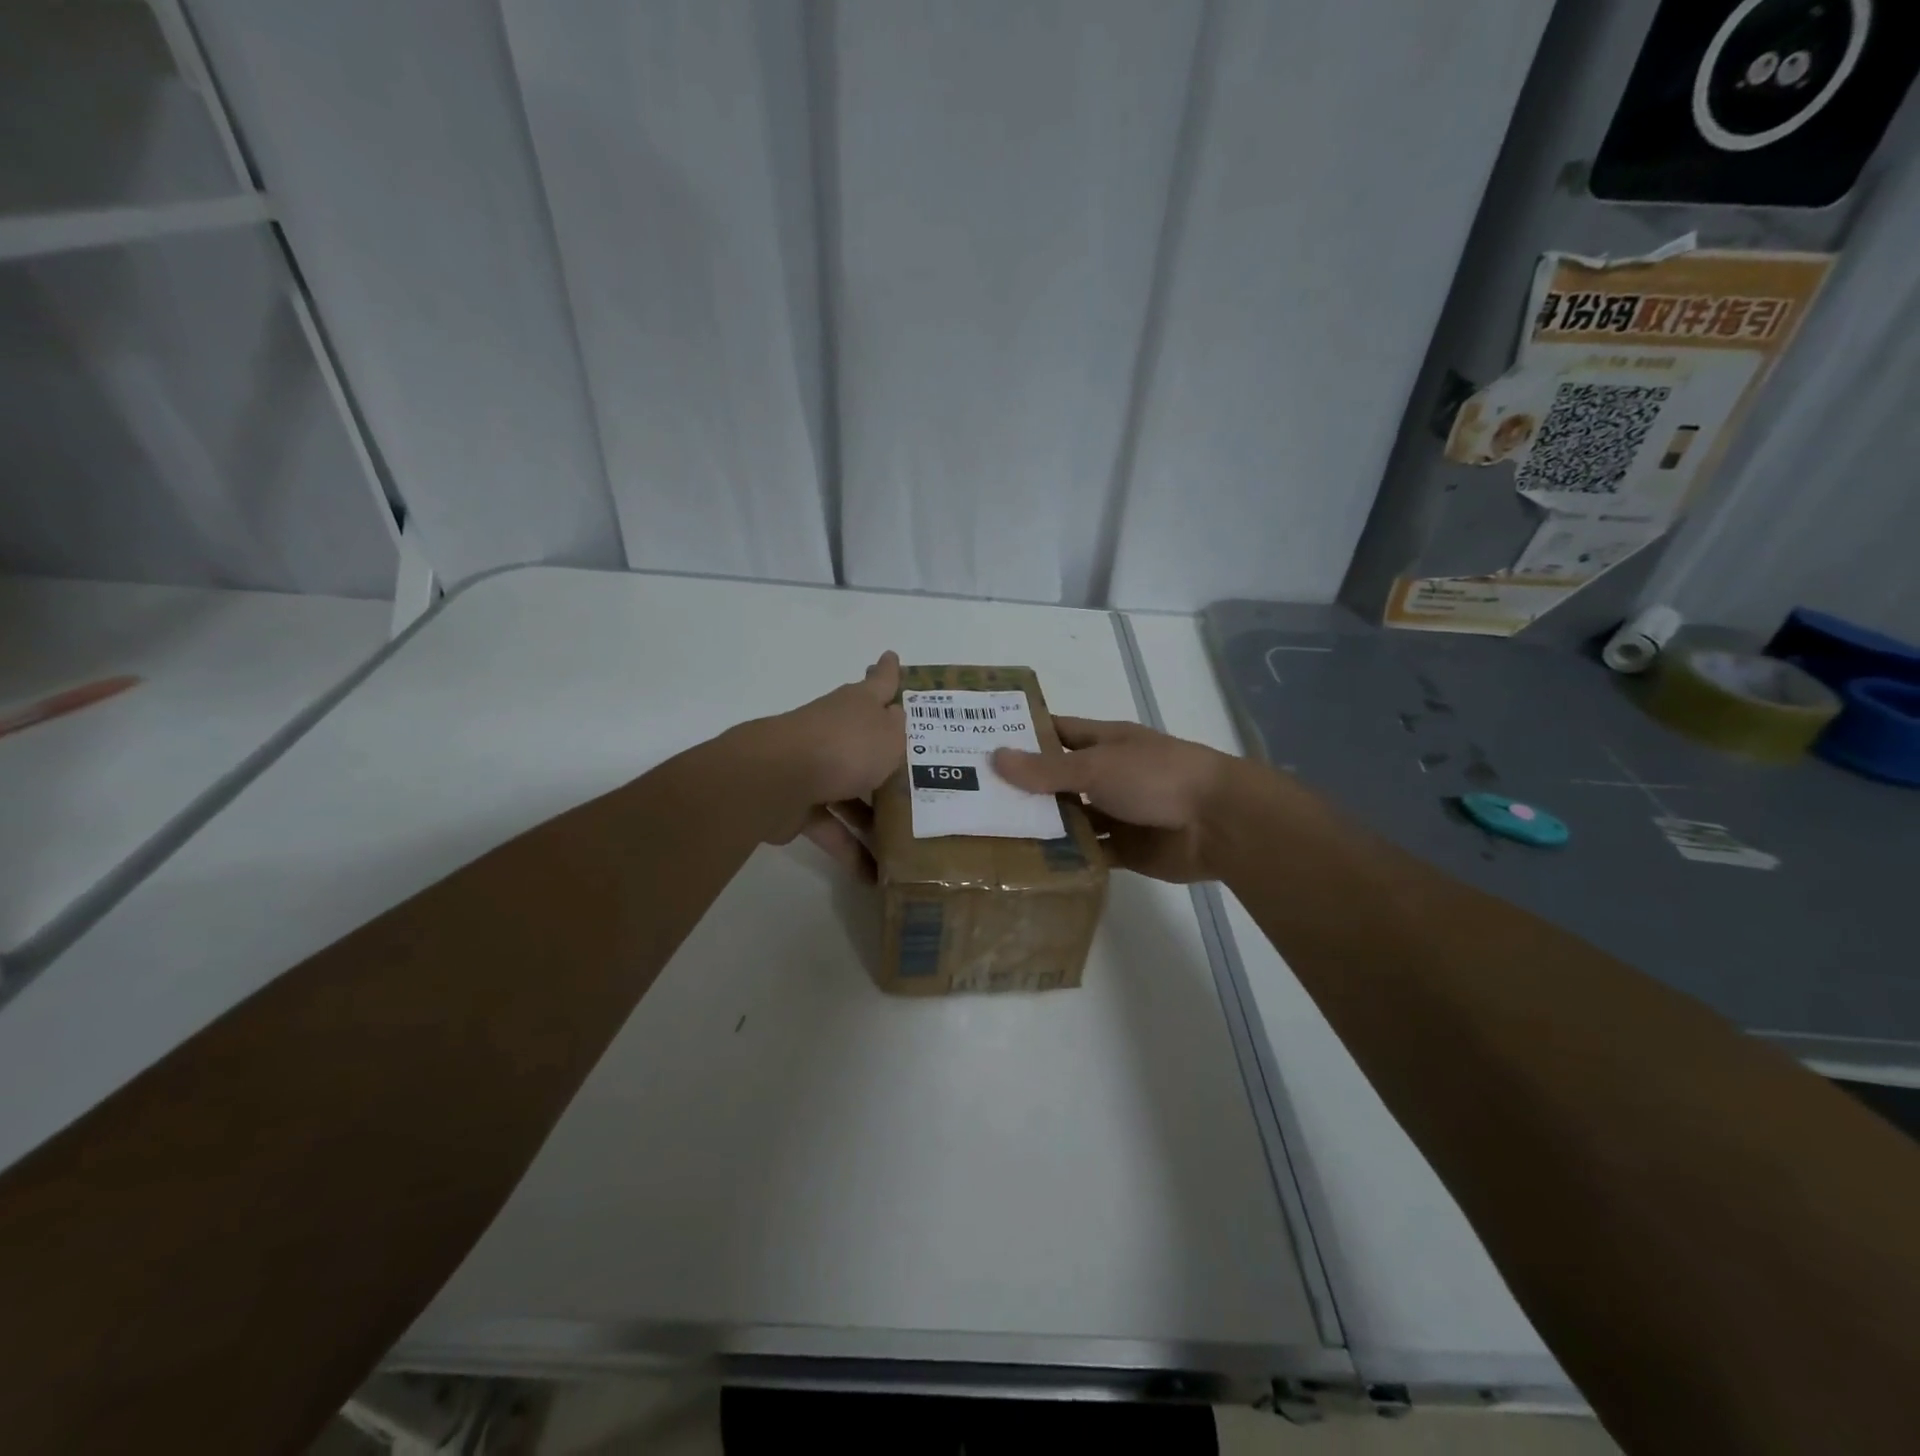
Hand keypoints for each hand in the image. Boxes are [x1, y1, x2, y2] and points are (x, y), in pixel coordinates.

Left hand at [740, 651, 905, 878]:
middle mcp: (835, 732)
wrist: (778, 778)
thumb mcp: (889, 737)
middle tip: (914, 769)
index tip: (891, 656)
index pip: (879, 682)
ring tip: (905, 839)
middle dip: (884, 754)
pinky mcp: (799, 805)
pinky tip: (873, 876)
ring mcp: (814, 768)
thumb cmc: (844, 747)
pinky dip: (850, 850)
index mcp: (857, 707)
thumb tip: (898, 717)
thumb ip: (899, 731)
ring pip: (851, 792)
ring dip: (873, 816)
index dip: (888, 671)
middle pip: (864, 741)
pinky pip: (832, 828)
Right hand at [993, 718, 1243, 882]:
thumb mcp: (1096, 766)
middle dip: (1022, 788)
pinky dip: (1065, 858)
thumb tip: (995, 758)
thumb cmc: (1156, 777)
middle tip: (973, 798)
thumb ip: (1046, 769)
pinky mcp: (1124, 850)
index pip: (1055, 732)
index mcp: (1103, 743)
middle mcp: (1106, 775)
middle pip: (1057, 780)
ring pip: (1070, 819)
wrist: (1219, 823)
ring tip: (990, 835)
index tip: (980, 742)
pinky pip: (1088, 853)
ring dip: (1041, 827)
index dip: (1022, 735)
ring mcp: (1115, 813)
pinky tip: (1028, 865)